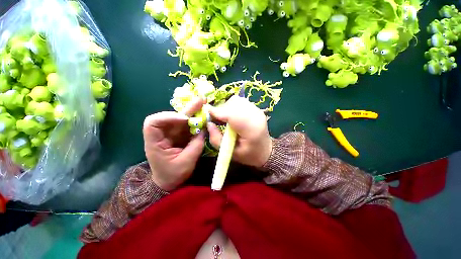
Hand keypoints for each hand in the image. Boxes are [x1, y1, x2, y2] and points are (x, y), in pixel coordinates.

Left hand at [143, 98, 205, 190]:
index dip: (167, 117)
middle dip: (187, 109)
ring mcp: (172, 134)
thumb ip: (196, 145)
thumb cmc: (173, 175)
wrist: (169, 182)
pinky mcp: (180, 135)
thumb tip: (205, 129)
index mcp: (155, 143)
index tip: (184, 119)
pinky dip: (196, 121)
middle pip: (172, 117)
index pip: (153, 123)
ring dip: (193, 112)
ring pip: (181, 119)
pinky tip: (204, 116)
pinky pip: (188, 126)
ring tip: (204, 104)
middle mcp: (162, 135)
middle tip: (201, 101)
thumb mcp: (186, 162)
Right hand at [207, 96, 271, 167]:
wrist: (266, 151)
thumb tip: (209, 123)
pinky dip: (232, 106)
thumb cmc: (248, 155)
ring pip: (236, 100)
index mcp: (251, 130)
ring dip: (226, 107)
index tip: (207, 114)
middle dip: (221, 110)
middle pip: (234, 103)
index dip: (217, 112)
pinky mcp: (256, 108)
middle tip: (216, 119)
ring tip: (224, 119)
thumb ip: (216, 139)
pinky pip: (240, 101)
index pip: (232, 115)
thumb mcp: (230, 153)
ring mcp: (257, 110)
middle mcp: (256, 116)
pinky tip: (232, 116)